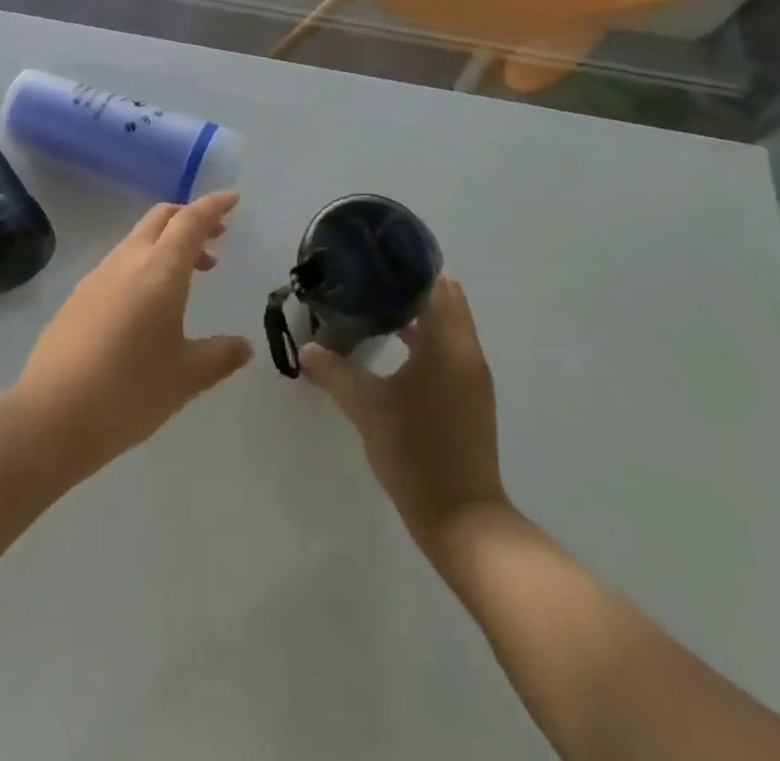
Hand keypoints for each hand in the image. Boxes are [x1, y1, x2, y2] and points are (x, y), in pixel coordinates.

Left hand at [15, 190, 252, 476]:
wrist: (51, 415)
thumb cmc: (129, 391)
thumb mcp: (186, 377)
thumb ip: (220, 356)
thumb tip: (244, 347)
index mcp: (160, 270)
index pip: (191, 220)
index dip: (213, 206)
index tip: (233, 199)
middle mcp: (127, 262)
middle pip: (160, 218)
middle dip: (190, 219)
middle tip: (215, 240)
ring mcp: (97, 277)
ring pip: (137, 240)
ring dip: (167, 245)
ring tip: (189, 277)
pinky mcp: (78, 298)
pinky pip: (119, 264)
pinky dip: (143, 265)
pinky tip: (148, 305)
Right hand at [301, 275, 508, 551]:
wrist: (461, 520)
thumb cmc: (415, 451)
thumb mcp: (367, 408)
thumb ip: (335, 372)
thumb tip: (307, 348)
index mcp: (449, 344)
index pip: (439, 285)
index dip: (411, 268)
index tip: (378, 260)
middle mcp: (468, 353)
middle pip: (445, 302)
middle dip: (411, 289)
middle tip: (369, 282)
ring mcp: (473, 379)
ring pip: (448, 328)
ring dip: (419, 316)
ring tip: (375, 309)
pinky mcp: (470, 400)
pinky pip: (449, 352)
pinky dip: (426, 342)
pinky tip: (394, 351)